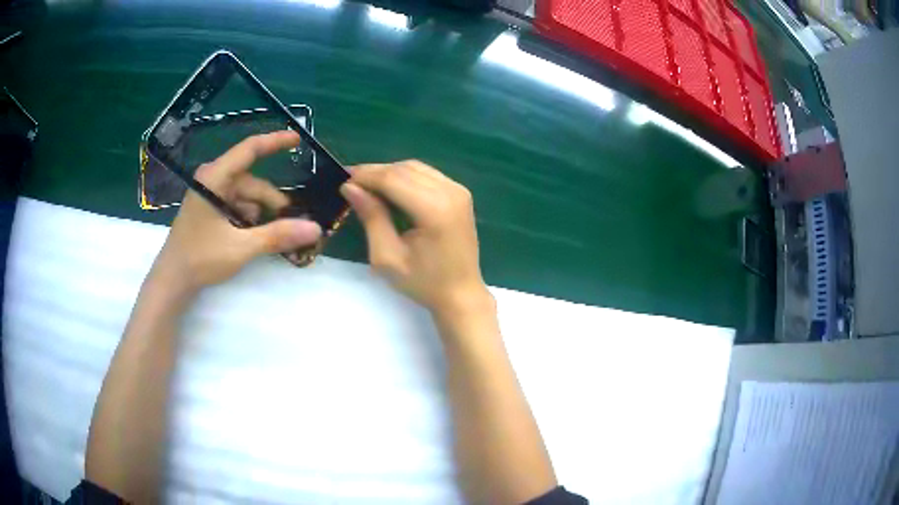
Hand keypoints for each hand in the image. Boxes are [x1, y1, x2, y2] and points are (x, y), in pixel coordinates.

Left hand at [154, 131, 321, 291]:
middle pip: (251, 181)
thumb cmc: (200, 258)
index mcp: (215, 178)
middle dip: (272, 200)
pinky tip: (251, 236)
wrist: (172, 280)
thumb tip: (315, 228)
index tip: (299, 139)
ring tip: (271, 236)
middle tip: (292, 222)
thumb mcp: (241, 247)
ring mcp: (209, 194)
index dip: (275, 142)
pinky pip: (236, 205)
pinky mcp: (208, 209)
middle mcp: (212, 179)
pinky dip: (248, 218)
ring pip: (245, 195)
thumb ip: (277, 235)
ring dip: (260, 213)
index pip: (249, 149)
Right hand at [340, 160, 490, 316]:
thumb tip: (350, 188)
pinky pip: (427, 175)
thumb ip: (371, 218)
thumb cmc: (423, 283)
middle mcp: (450, 192)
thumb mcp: (387, 257)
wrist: (461, 294)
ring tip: (365, 185)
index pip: (392, 179)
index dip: (365, 176)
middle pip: (404, 169)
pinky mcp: (460, 193)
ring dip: (389, 172)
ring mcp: (458, 190)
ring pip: (415, 168)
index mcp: (434, 210)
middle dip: (374, 172)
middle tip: (350, 182)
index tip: (341, 180)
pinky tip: (389, 188)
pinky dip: (405, 176)